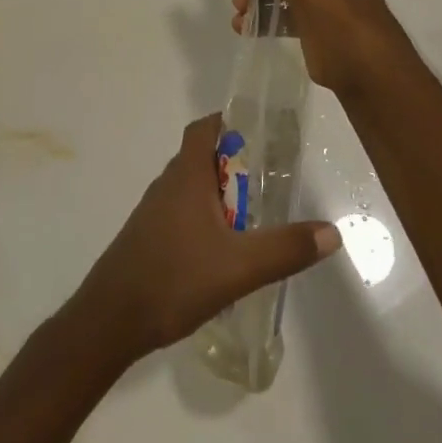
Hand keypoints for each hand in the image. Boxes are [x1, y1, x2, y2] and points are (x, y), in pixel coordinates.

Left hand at [72, 114, 339, 362]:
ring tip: (252, 218)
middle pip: (202, 157)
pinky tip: (220, 252)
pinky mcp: (147, 238)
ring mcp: (153, 212)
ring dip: (219, 194)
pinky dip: (204, 219)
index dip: (229, 122)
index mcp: (186, 175)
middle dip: (234, 164)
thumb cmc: (174, 279)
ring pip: (191, 189)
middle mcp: (167, 184)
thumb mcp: (239, 267)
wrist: (110, 320)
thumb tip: (332, 232)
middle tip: (269, 180)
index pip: (204, 128)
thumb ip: (286, 249)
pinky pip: (181, 214)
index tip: (260, 132)